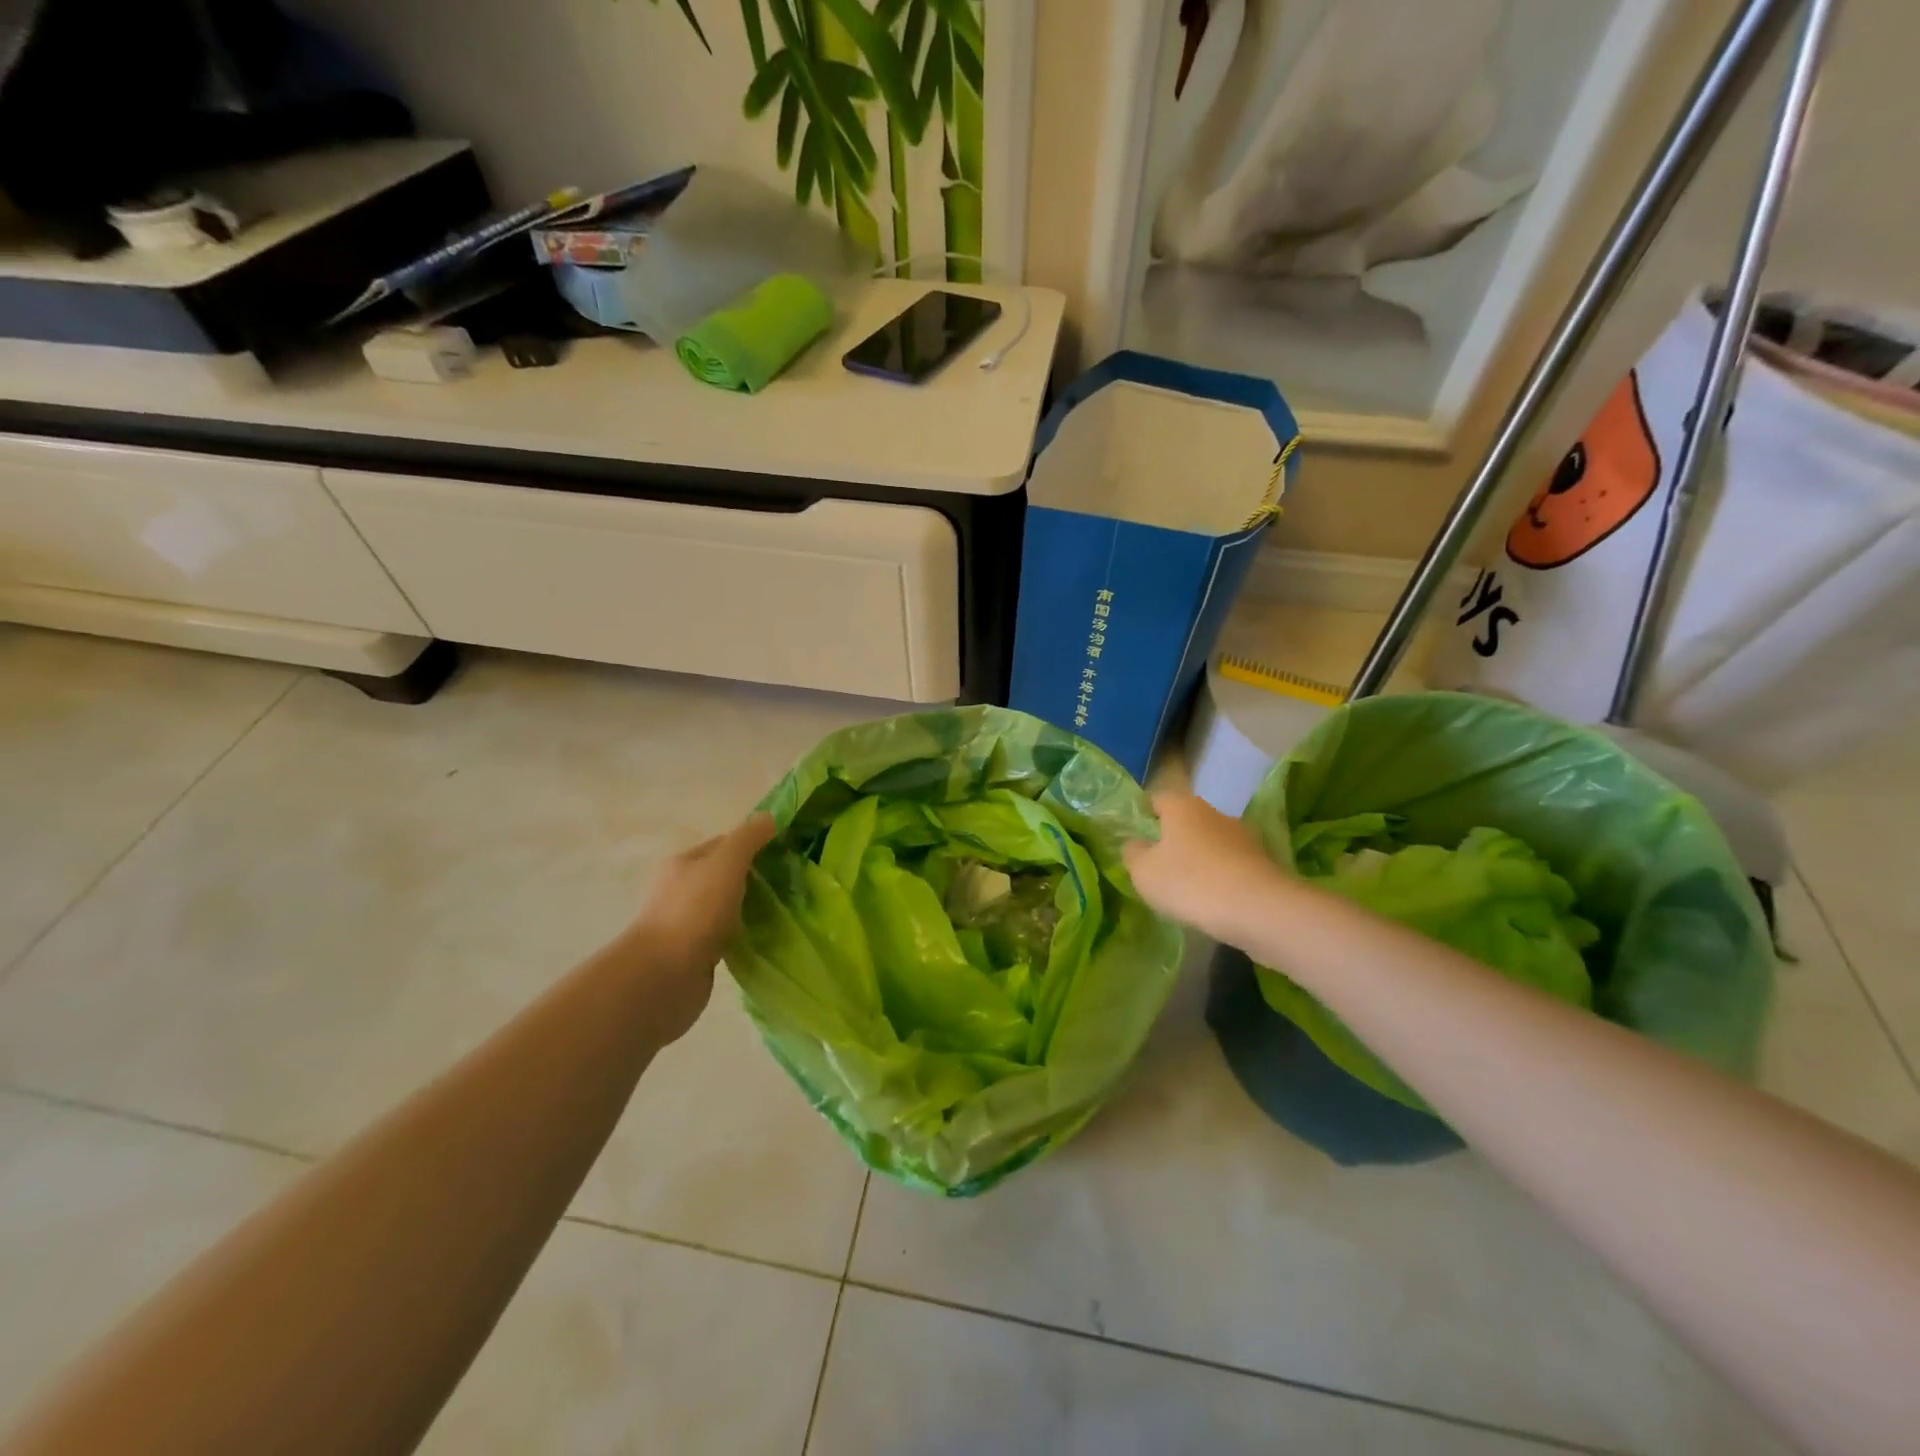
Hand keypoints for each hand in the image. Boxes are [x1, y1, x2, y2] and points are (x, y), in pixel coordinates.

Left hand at [617, 813, 776, 1041]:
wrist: (662, 977)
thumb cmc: (694, 912)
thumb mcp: (726, 863)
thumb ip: (748, 839)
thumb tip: (768, 817)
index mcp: (684, 863)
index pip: (725, 844)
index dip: (755, 844)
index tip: (788, 853)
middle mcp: (682, 890)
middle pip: (726, 876)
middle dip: (757, 877)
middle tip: (793, 883)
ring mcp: (688, 923)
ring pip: (728, 907)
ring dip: (752, 908)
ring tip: (786, 910)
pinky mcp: (696, 954)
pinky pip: (727, 936)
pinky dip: (745, 934)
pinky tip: (766, 938)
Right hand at [1123, 792, 1285, 940]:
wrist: (1259, 910)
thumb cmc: (1190, 882)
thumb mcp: (1143, 871)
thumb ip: (1133, 853)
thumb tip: (1136, 844)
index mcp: (1182, 806)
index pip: (1155, 800)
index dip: (1142, 816)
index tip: (1135, 839)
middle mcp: (1213, 812)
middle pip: (1184, 821)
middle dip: (1171, 839)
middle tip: (1157, 866)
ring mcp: (1241, 835)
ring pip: (1209, 842)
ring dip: (1197, 858)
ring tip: (1185, 888)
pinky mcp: (1261, 860)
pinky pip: (1229, 863)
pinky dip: (1219, 875)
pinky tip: (1212, 899)